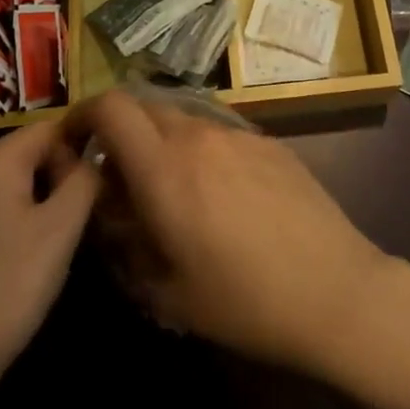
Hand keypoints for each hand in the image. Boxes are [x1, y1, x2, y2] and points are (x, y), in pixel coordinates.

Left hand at [0, 118, 97, 408]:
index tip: (99, 189)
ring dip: (36, 205)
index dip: (81, 151)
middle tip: (79, 223)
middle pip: (26, 154)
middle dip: (58, 179)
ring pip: (6, 186)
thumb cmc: (5, 290)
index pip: (50, 129)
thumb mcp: (61, 230)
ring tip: (53, 248)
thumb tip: (92, 157)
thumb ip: (85, 180)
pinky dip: (9, 225)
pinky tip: (16, 267)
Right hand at [66, 91, 393, 376]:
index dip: (83, 115)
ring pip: (184, 120)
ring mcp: (239, 134)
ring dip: (163, 142)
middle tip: (120, 179)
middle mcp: (199, 136)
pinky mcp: (270, 142)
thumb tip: (111, 214)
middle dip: (120, 133)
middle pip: (145, 108)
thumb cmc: (243, 301)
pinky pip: (220, 133)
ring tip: (171, 191)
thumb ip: (125, 244)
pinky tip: (220, 195)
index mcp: (164, 168)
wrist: (334, 289)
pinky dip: (201, 150)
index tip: (75, 145)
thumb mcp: (165, 293)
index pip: (111, 107)